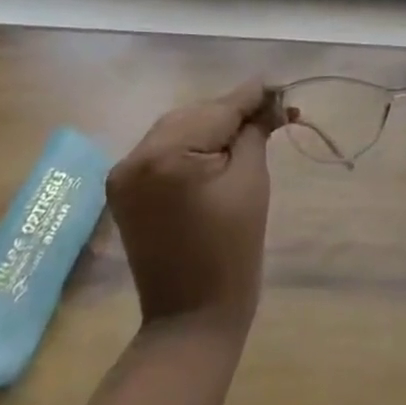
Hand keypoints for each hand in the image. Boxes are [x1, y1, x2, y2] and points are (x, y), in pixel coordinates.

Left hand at [109, 80, 278, 334]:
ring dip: (213, 126)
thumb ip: (255, 132)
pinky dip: (192, 146)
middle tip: (274, 112)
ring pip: (178, 129)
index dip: (252, 96)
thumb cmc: (232, 250)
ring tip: (251, 128)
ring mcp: (124, 174)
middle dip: (233, 112)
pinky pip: (164, 150)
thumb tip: (270, 100)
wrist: (192, 317)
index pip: (217, 110)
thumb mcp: (250, 181)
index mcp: (164, 155)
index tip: (281, 87)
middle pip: (195, 115)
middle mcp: (134, 156)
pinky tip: (219, 148)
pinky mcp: (125, 189)